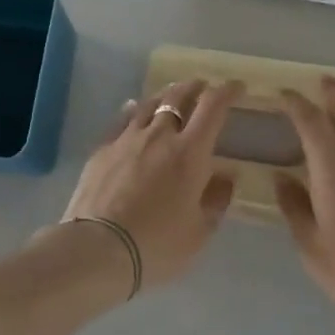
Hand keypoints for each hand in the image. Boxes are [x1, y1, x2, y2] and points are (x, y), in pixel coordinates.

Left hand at [56, 79, 242, 292]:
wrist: (97, 248)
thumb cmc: (156, 244)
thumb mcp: (198, 232)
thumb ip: (216, 200)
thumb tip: (226, 176)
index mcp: (190, 152)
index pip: (213, 107)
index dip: (227, 91)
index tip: (237, 87)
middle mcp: (160, 135)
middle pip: (179, 97)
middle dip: (195, 87)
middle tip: (203, 86)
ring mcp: (127, 138)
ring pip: (149, 104)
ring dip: (165, 95)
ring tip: (171, 94)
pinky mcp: (103, 149)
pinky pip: (122, 119)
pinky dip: (134, 110)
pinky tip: (133, 109)